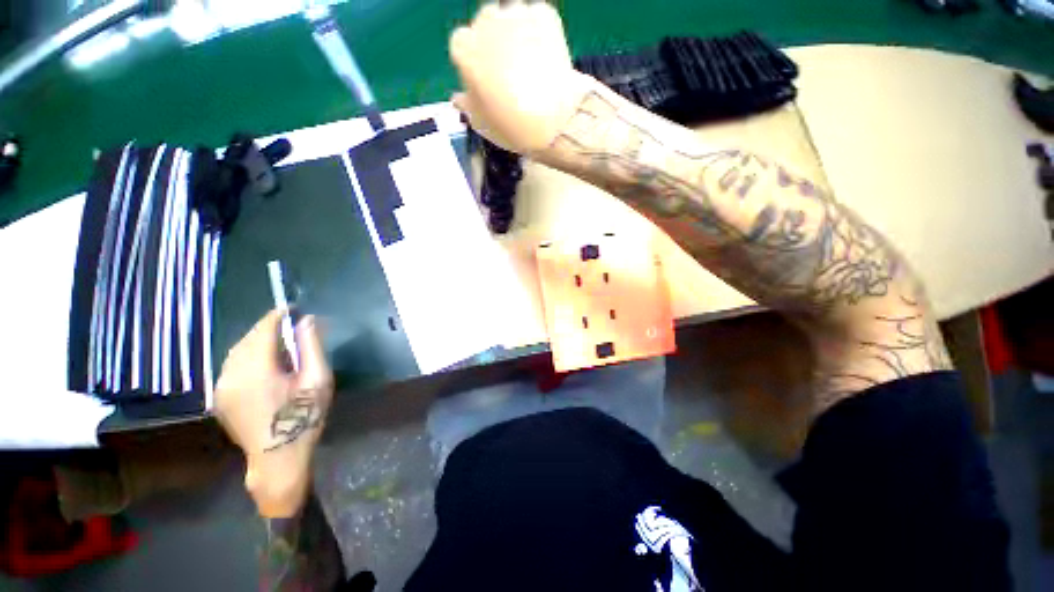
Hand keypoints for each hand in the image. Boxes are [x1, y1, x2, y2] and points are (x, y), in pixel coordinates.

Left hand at [215, 310, 333, 517]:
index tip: (294, 308)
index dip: (278, 316)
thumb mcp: (318, 380)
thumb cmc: (303, 417)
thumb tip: (307, 320)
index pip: (263, 329)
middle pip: (248, 338)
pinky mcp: (219, 397)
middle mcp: (231, 374)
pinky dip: (247, 356)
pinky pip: (231, 365)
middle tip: (292, 327)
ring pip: (236, 351)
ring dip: (257, 341)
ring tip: (279, 344)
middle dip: (268, 328)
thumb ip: (311, 347)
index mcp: (256, 369)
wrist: (278, 458)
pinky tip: (264, 364)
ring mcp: (221, 387)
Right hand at [449, 2, 592, 155]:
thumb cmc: (510, 125)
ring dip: (517, 36)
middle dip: (495, 44)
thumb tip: (460, 97)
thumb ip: (466, 104)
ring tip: (530, 66)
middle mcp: (485, 20)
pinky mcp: (544, 14)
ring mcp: (516, 14)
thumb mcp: (480, 123)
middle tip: (510, 74)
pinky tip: (545, 58)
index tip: (486, 81)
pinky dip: (540, 34)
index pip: (462, 45)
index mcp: (464, 48)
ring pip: (512, 20)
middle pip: (486, 25)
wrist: (553, 120)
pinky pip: (537, 19)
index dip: (474, 63)